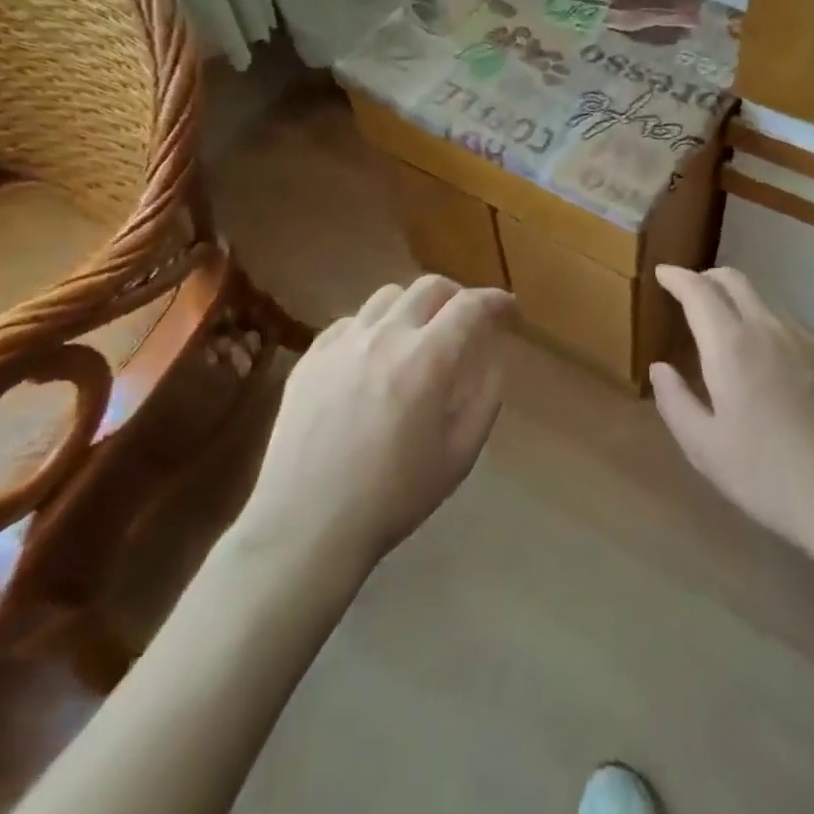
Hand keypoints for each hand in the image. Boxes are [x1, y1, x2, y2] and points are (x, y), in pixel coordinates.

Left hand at [236, 275, 510, 570]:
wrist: (305, 527)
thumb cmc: (393, 497)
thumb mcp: (459, 455)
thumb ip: (485, 397)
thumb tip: (494, 357)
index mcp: (427, 360)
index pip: (470, 306)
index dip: (494, 300)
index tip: (507, 307)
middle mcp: (385, 336)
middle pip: (429, 287)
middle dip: (457, 295)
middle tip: (465, 318)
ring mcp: (342, 343)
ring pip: (387, 297)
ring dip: (414, 306)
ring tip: (418, 333)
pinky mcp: (311, 357)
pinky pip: (351, 322)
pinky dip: (373, 327)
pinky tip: (373, 356)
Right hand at [651, 266, 813, 555]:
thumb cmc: (769, 476)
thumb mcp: (706, 449)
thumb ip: (675, 403)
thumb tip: (660, 368)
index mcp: (731, 346)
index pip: (698, 291)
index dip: (677, 277)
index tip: (663, 272)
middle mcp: (768, 328)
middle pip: (735, 281)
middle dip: (708, 277)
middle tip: (691, 290)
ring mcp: (807, 339)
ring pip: (765, 301)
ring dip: (740, 302)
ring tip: (729, 328)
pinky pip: (792, 326)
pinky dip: (769, 327)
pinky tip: (772, 360)